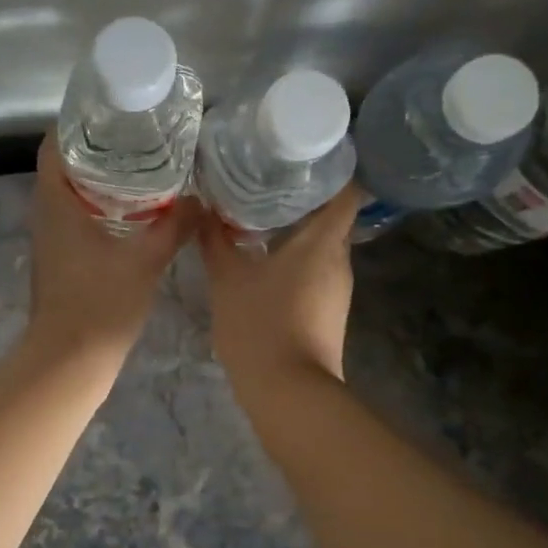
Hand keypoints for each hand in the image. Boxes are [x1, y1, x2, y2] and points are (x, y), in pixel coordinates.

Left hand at [24, 133, 192, 371]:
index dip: (77, 121)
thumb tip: (201, 199)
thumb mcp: (145, 260)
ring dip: (102, 177)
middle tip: (141, 134)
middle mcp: (46, 212)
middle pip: (66, 163)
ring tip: (146, 164)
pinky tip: (138, 210)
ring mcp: (51, 236)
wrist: (70, 360)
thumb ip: (174, 226)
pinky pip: (78, 216)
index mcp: (56, 201)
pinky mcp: (61, 257)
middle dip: (100, 146)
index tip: (113, 111)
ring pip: (73, 192)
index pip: (54, 143)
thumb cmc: (101, 303)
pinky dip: (103, 204)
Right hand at [198, 185, 359, 408]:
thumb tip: (200, 207)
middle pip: (331, 216)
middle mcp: (339, 260)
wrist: (289, 393)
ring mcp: (337, 289)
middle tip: (267, 178)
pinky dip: (295, 257)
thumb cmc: (261, 326)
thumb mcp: (228, 279)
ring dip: (296, 228)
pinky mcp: (328, 310)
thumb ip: (215, 240)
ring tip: (260, 211)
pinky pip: (315, 269)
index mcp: (323, 242)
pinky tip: (264, 256)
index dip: (333, 169)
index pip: (347, 191)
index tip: (305, 154)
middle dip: (303, 196)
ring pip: (321, 245)